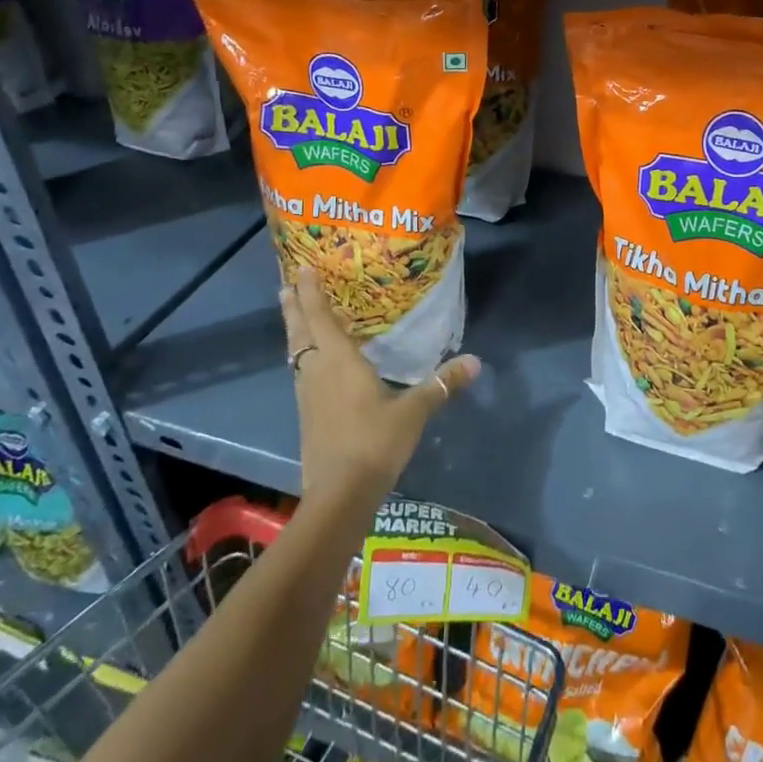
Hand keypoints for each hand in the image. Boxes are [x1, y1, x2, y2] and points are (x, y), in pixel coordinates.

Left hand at [282, 266, 480, 503]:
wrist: (339, 494)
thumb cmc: (374, 442)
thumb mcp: (414, 411)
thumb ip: (442, 384)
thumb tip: (475, 361)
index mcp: (339, 361)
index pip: (320, 316)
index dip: (310, 291)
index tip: (302, 268)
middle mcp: (317, 371)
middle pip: (300, 331)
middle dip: (294, 306)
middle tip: (287, 284)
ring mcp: (308, 395)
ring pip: (297, 352)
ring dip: (295, 330)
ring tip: (295, 316)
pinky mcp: (307, 415)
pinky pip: (301, 372)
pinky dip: (302, 355)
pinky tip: (312, 363)